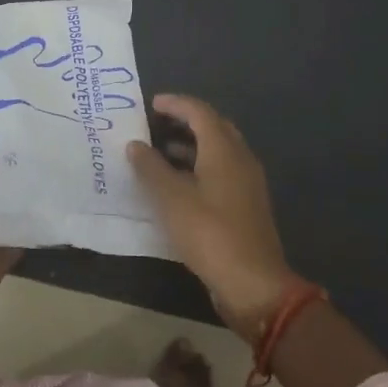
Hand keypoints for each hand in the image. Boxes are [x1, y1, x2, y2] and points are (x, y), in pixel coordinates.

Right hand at [127, 95, 296, 336]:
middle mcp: (240, 159)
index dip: (176, 104)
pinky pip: (221, 171)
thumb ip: (151, 168)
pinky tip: (178, 184)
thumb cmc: (209, 233)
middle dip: (185, 121)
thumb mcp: (171, 199)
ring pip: (219, 150)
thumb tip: (135, 145)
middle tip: (157, 123)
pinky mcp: (246, 204)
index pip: (200, 112)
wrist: (253, 283)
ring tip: (160, 152)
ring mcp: (247, 183)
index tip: (151, 103)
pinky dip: (199, 166)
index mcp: (224, 150)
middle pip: (214, 127)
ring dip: (191, 145)